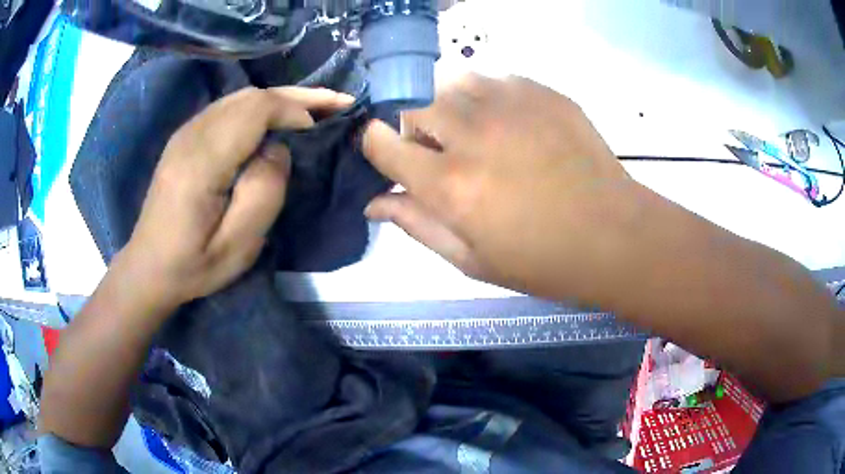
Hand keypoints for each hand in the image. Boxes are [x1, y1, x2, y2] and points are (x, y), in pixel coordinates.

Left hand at [117, 87, 353, 307]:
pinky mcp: (186, 136)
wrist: (148, 266)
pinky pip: (230, 107)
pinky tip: (277, 118)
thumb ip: (263, 192)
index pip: (255, 110)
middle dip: (297, 96)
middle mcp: (191, 135)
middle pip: (251, 96)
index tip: (321, 129)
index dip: (294, 109)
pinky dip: (260, 106)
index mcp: (201, 162)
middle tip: (337, 103)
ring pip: (241, 97)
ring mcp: (186, 132)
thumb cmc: (193, 265)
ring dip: (281, 99)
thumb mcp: (237, 247)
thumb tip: (277, 149)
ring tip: (315, 108)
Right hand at [363, 75, 644, 299]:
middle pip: (412, 103)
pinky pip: (494, 79)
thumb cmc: (542, 260)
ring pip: (450, 82)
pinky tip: (512, 124)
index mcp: (449, 185)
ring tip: (475, 132)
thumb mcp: (471, 259)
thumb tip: (374, 202)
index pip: (381, 141)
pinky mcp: (541, 91)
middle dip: (413, 125)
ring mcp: (510, 104)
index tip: (387, 153)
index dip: (375, 144)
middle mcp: (472, 134)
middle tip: (440, 151)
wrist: (613, 235)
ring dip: (449, 105)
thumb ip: (417, 225)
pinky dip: (489, 98)